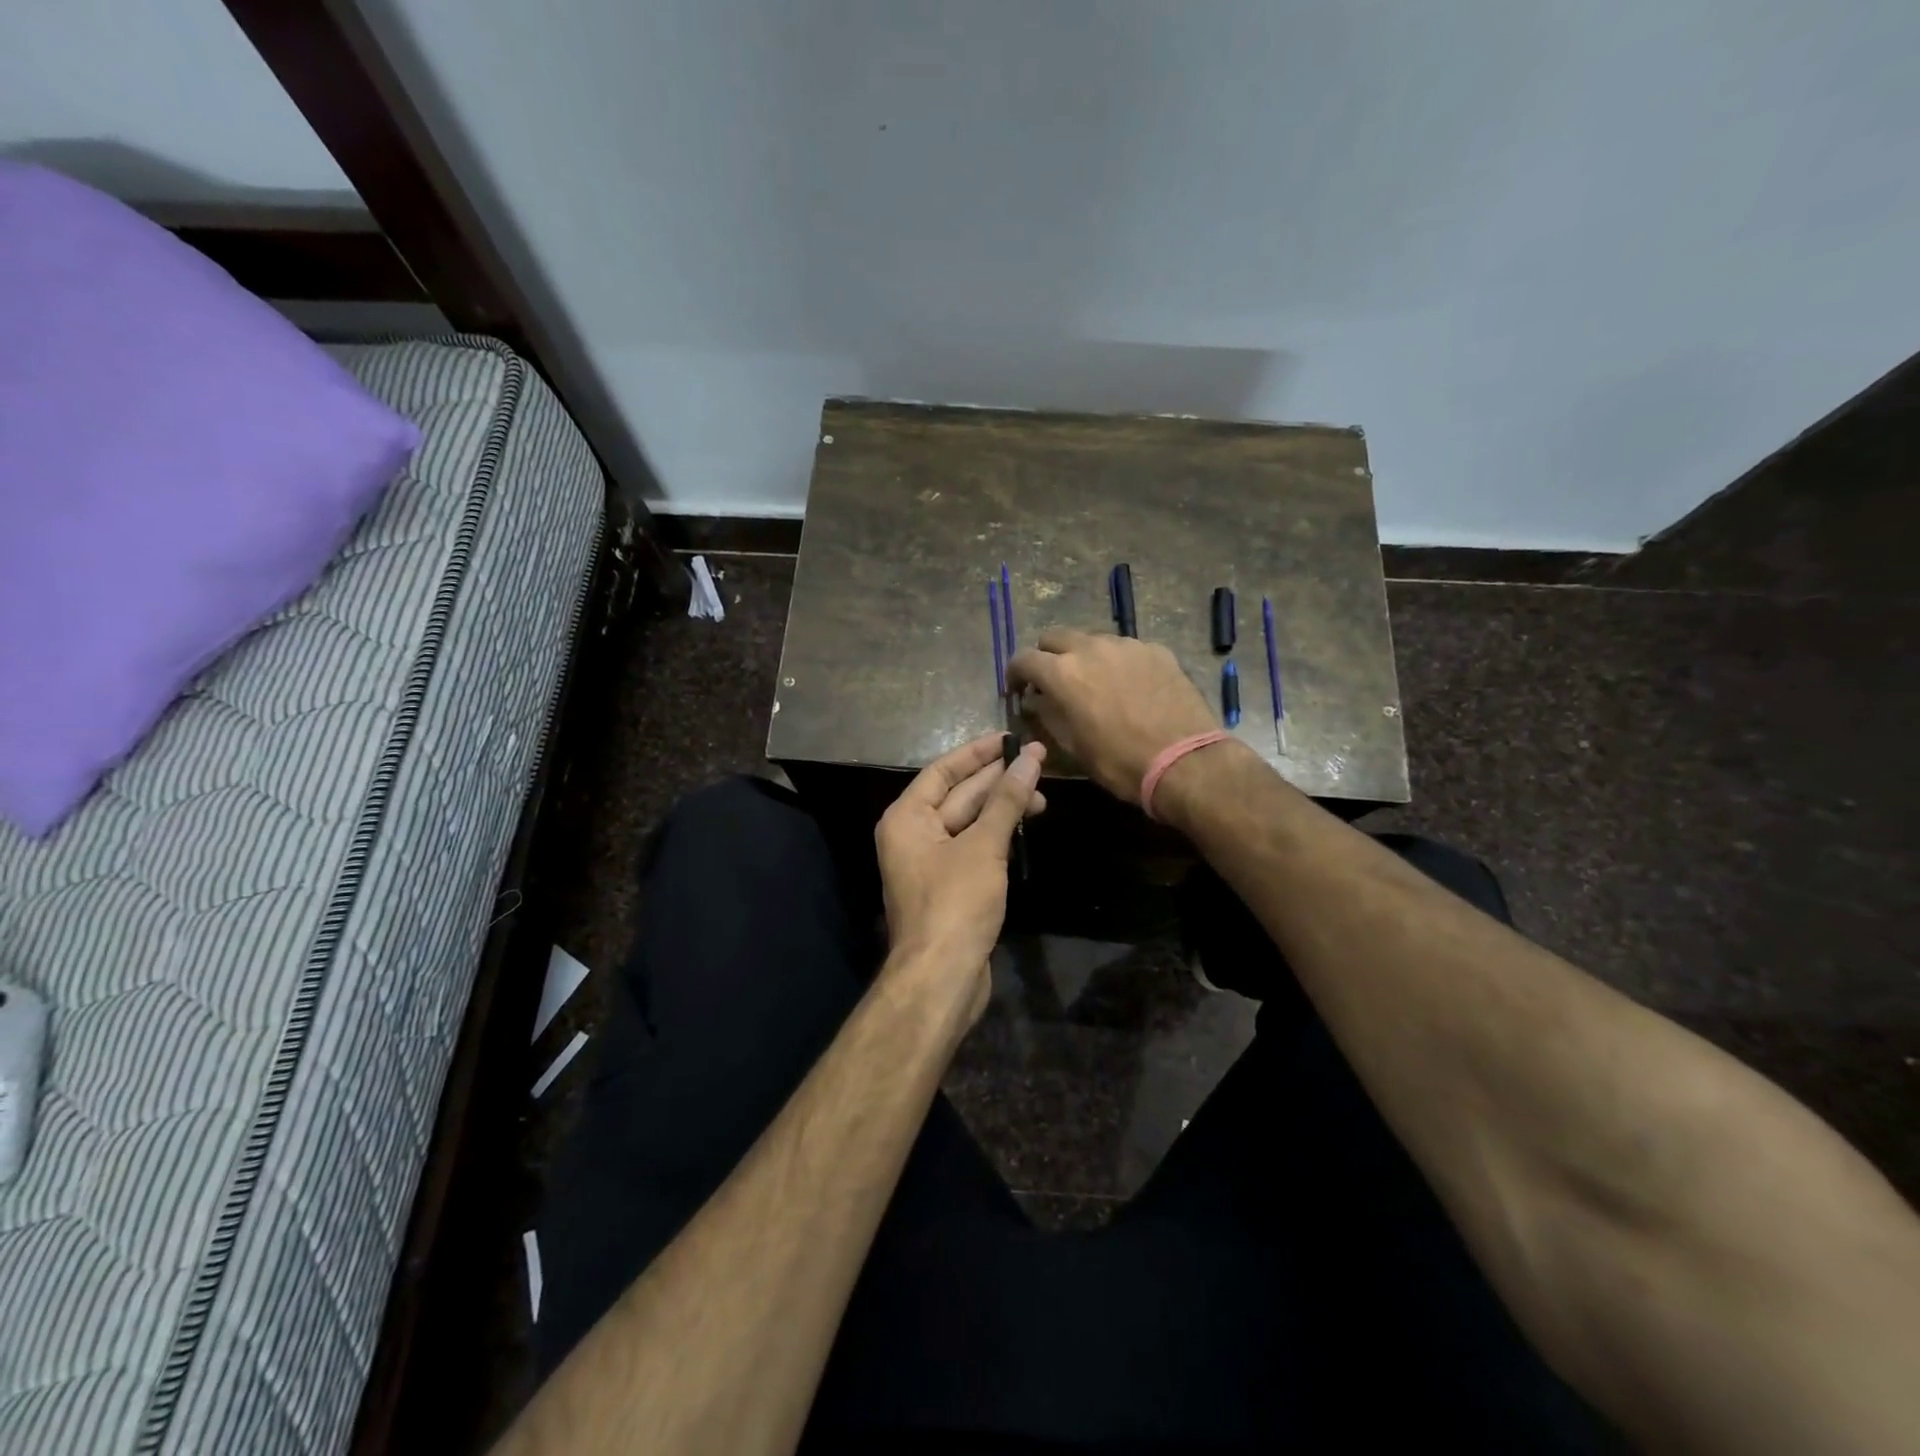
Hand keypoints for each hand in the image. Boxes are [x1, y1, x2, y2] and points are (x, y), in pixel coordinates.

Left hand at [875, 733, 1046, 1016]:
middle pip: (958, 794)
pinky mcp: (950, 885)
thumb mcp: (984, 845)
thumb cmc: (956, 903)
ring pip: (970, 822)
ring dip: (1003, 808)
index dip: (977, 753)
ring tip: (1042, 797)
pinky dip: (998, 834)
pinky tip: (1025, 825)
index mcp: (907, 817)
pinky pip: (974, 846)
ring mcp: (931, 862)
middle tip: (1038, 762)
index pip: (943, 770)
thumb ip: (1007, 800)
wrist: (942, 976)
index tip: (1011, 738)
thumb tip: (1030, 758)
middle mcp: (913, 834)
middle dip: (997, 780)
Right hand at [1008, 628, 1217, 805]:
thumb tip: (1036, 700)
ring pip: (1092, 640)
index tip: (1018, 690)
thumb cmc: (1120, 762)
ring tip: (1095, 684)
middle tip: (1053, 682)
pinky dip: (1117, 663)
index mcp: (1063, 673)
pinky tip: (1129, 688)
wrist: (1186, 762)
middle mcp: (1091, 648)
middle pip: (1055, 637)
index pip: (1024, 659)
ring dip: (1084, 657)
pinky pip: (1126, 649)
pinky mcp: (1156, 650)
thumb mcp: (1073, 747)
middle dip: (1047, 656)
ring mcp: (1127, 645)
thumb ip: (1048, 715)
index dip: (1015, 674)